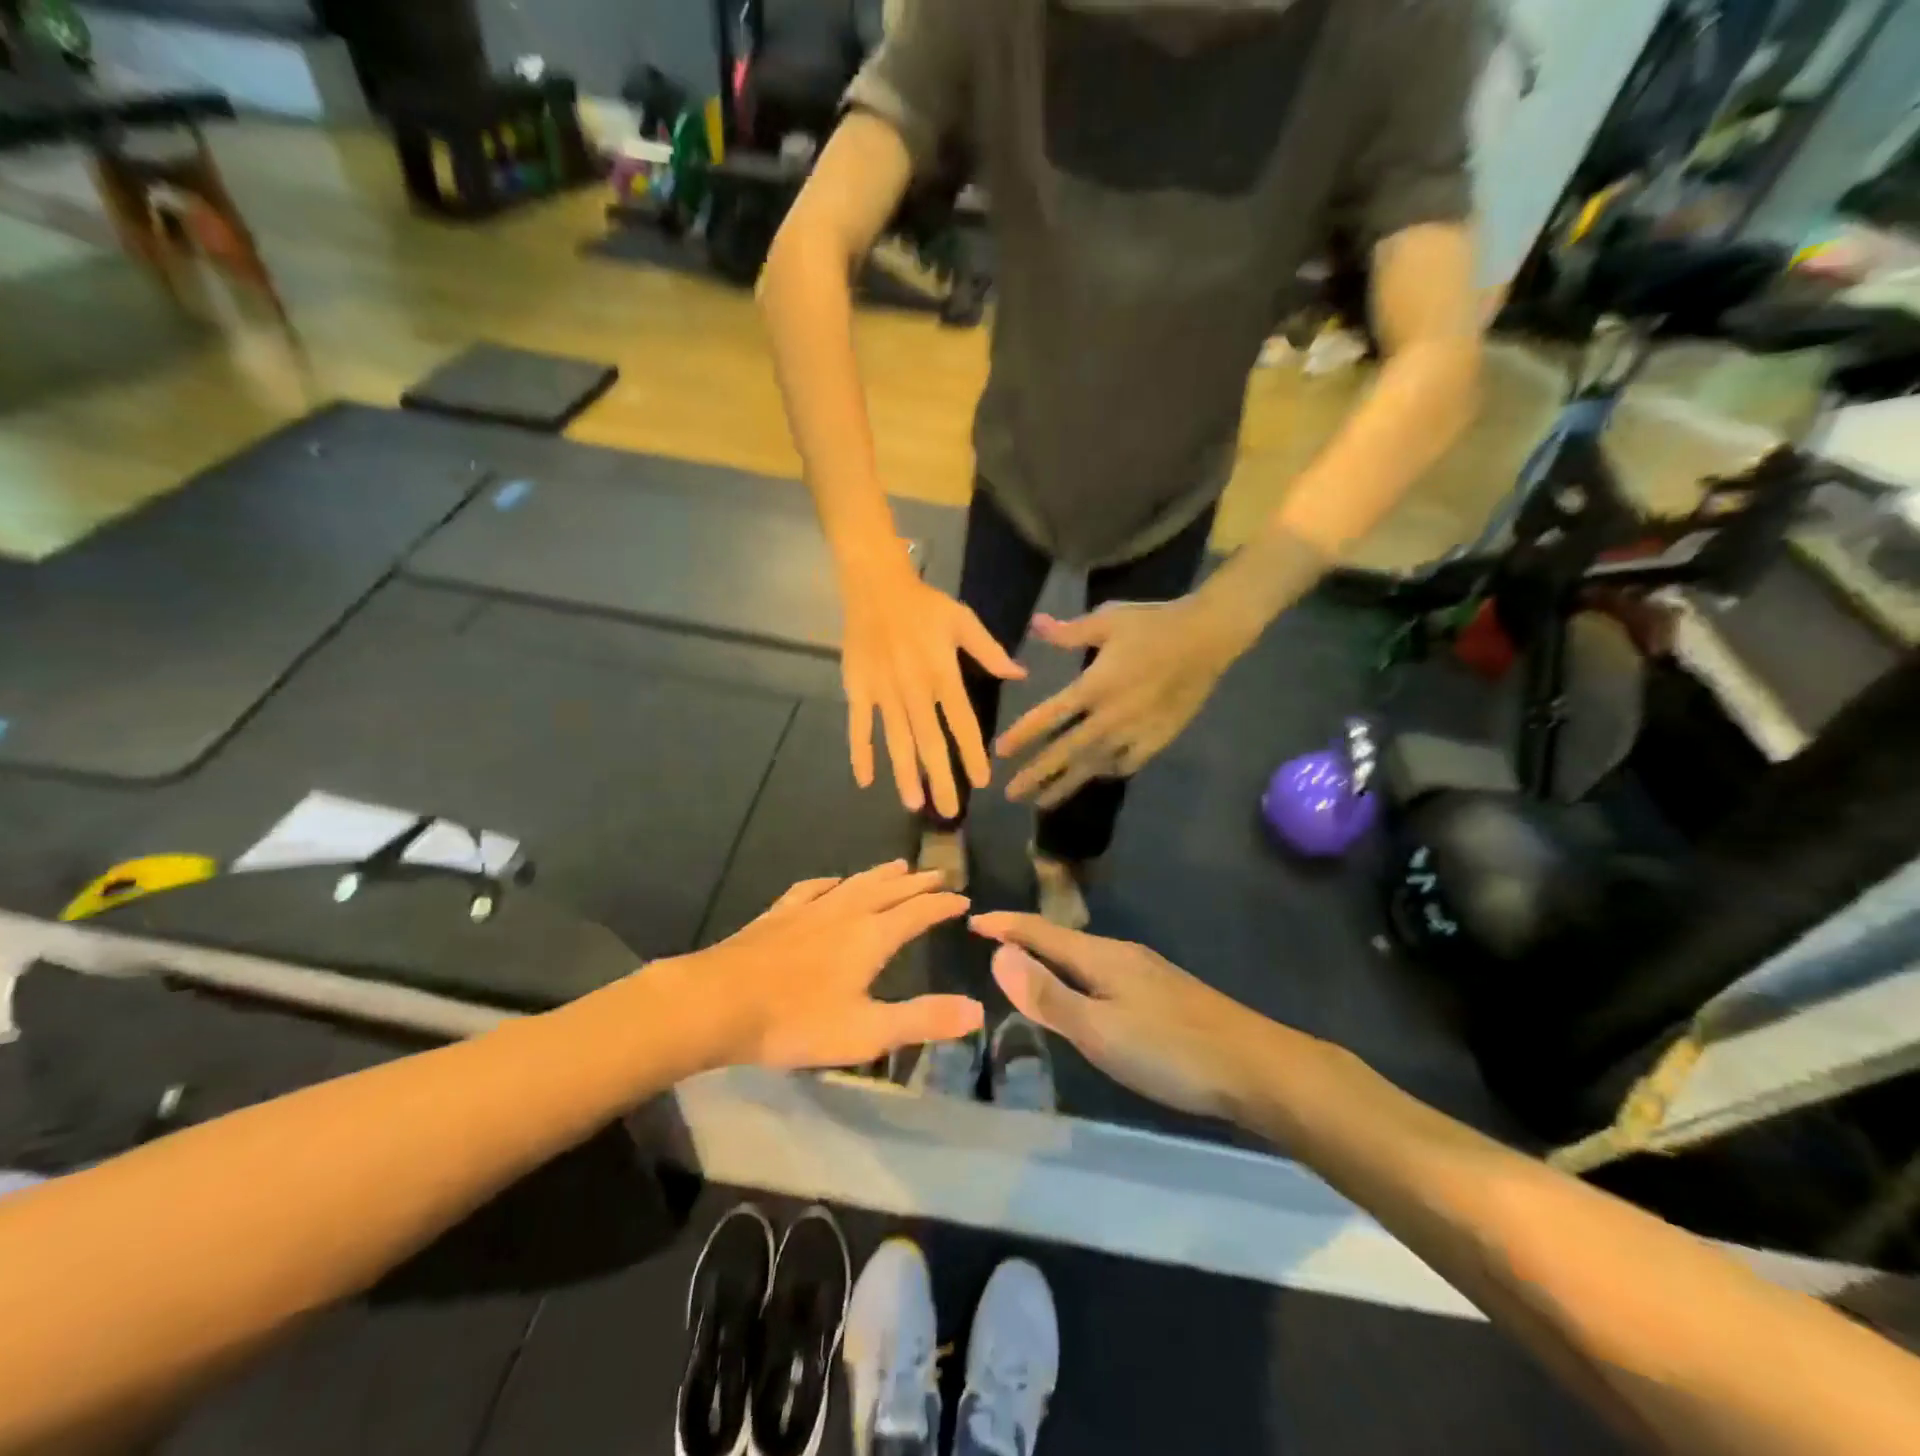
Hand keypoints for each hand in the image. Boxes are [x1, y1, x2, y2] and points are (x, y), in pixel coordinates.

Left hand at [693, 861, 982, 1070]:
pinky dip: (832, 882)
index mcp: (871, 937)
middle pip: (889, 890)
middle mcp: (846, 912)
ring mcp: (809, 909)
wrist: (717, 1002)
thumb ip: (923, 1019)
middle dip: (917, 883)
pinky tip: (831, 882)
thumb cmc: (796, 1021)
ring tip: (898, 866)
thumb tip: (977, 1009)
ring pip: (855, 883)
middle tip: (939, 874)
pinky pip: (813, 888)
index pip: (918, 912)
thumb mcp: (867, 1031)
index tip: (963, 899)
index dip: (942, 905)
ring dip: (881, 875)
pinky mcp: (779, 914)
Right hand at [841, 554, 1024, 816]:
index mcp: (942, 674)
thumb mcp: (963, 620)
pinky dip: (860, 753)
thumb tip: (1020, 674)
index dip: (972, 754)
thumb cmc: (923, 605)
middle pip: (929, 742)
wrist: (874, 586)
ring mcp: (883, 692)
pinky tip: (865, 780)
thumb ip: (990, 651)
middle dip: (940, 779)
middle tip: (948, 813)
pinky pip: (859, 726)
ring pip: (896, 741)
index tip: (981, 782)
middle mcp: (914, 690)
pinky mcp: (858, 690)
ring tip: (914, 804)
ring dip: (905, 774)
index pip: (962, 723)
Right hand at [971, 913, 1282, 1119]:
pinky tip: (1087, 996)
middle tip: (992, 942)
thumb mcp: (1099, 1029)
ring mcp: (1149, 972)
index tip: (972, 920)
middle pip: (1063, 939)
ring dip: (1052, 957)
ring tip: (1028, 966)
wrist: (1257, 1067)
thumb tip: (999, 954)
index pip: (1040, 932)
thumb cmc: (1170, 1051)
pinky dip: (1078, 975)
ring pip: (1086, 957)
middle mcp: (1123, 954)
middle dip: (1025, 938)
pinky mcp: (1166, 993)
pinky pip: (1106, 974)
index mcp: (1102, 957)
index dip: (1005, 926)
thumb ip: (1048, 995)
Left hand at [997, 597, 1241, 807]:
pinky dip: (1110, 771)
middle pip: (1066, 752)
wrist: (1208, 637)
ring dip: (1067, 784)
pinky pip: (1128, 763)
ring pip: (1094, 765)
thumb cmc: (1154, 624)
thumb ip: (1069, 631)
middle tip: (1011, 794)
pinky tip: (1098, 776)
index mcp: (1093, 687)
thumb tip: (1035, 625)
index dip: (1023, 735)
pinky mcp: (1159, 738)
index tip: (1000, 752)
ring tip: (1043, 803)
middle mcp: (1109, 717)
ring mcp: (1135, 732)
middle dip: (1037, 774)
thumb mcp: (1107, 619)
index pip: (1049, 716)